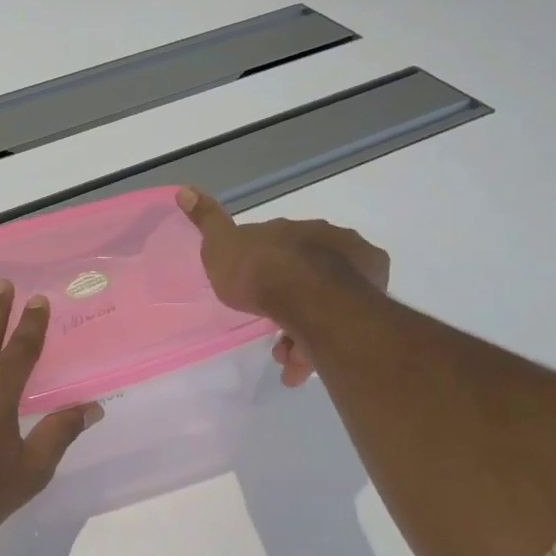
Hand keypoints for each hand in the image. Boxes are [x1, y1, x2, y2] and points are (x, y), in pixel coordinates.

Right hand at [176, 186, 390, 387]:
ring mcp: (356, 271)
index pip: (281, 246)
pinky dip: (320, 344)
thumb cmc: (258, 270)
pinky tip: (300, 366)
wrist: (305, 298)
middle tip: (270, 334)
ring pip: (325, 303)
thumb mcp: (220, 245)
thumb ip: (207, 221)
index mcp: (295, 229)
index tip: (253, 294)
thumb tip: (184, 189)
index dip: (266, 271)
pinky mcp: (370, 302)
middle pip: (306, 276)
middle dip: (287, 304)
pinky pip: (340, 323)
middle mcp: (331, 242)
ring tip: (286, 359)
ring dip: (303, 331)